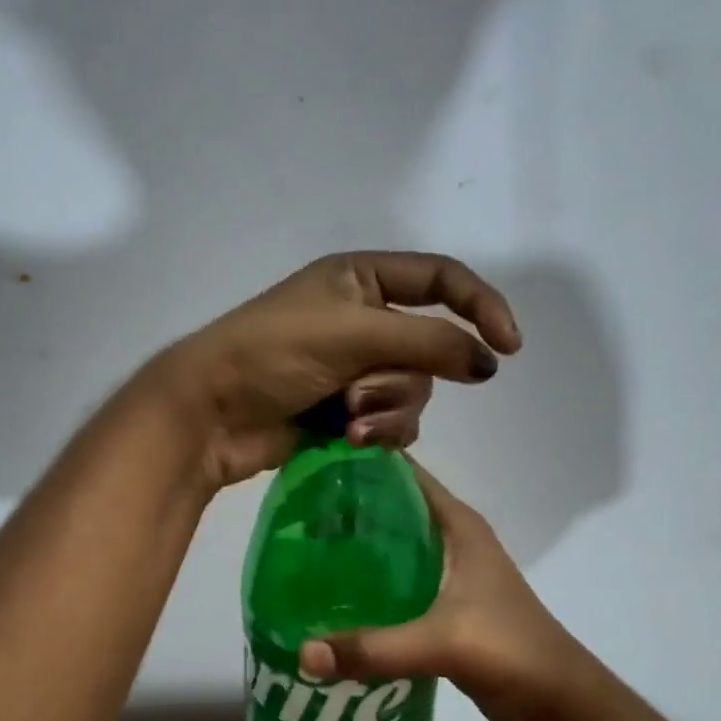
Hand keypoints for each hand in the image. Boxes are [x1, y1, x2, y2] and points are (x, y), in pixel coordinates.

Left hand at [155, 251, 521, 486]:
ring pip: (413, 391)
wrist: (211, 413)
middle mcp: (364, 320)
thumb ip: (428, 343)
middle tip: (358, 394)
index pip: (441, 281)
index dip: (480, 306)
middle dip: (400, 379)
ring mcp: (355, 369)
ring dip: (387, 410)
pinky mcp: (347, 412)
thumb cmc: (273, 353)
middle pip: (429, 349)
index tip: (508, 347)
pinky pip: (393, 422)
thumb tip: (490, 362)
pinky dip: (379, 433)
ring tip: (347, 421)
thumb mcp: (353, 334)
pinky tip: (349, 440)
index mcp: (362, 280)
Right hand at [295, 461, 599, 720]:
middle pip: (391, 508)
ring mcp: (450, 572)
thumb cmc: (509, 651)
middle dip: (346, 508)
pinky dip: (369, 581)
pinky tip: (334, 595)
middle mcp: (452, 539)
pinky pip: (397, 579)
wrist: (559, 700)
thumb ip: (374, 648)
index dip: (361, 463)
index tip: (312, 463)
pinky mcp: (445, 603)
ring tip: (303, 549)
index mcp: (458, 525)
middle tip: (294, 513)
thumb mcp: (441, 643)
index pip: (403, 474)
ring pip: (393, 545)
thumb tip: (303, 653)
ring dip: (356, 546)